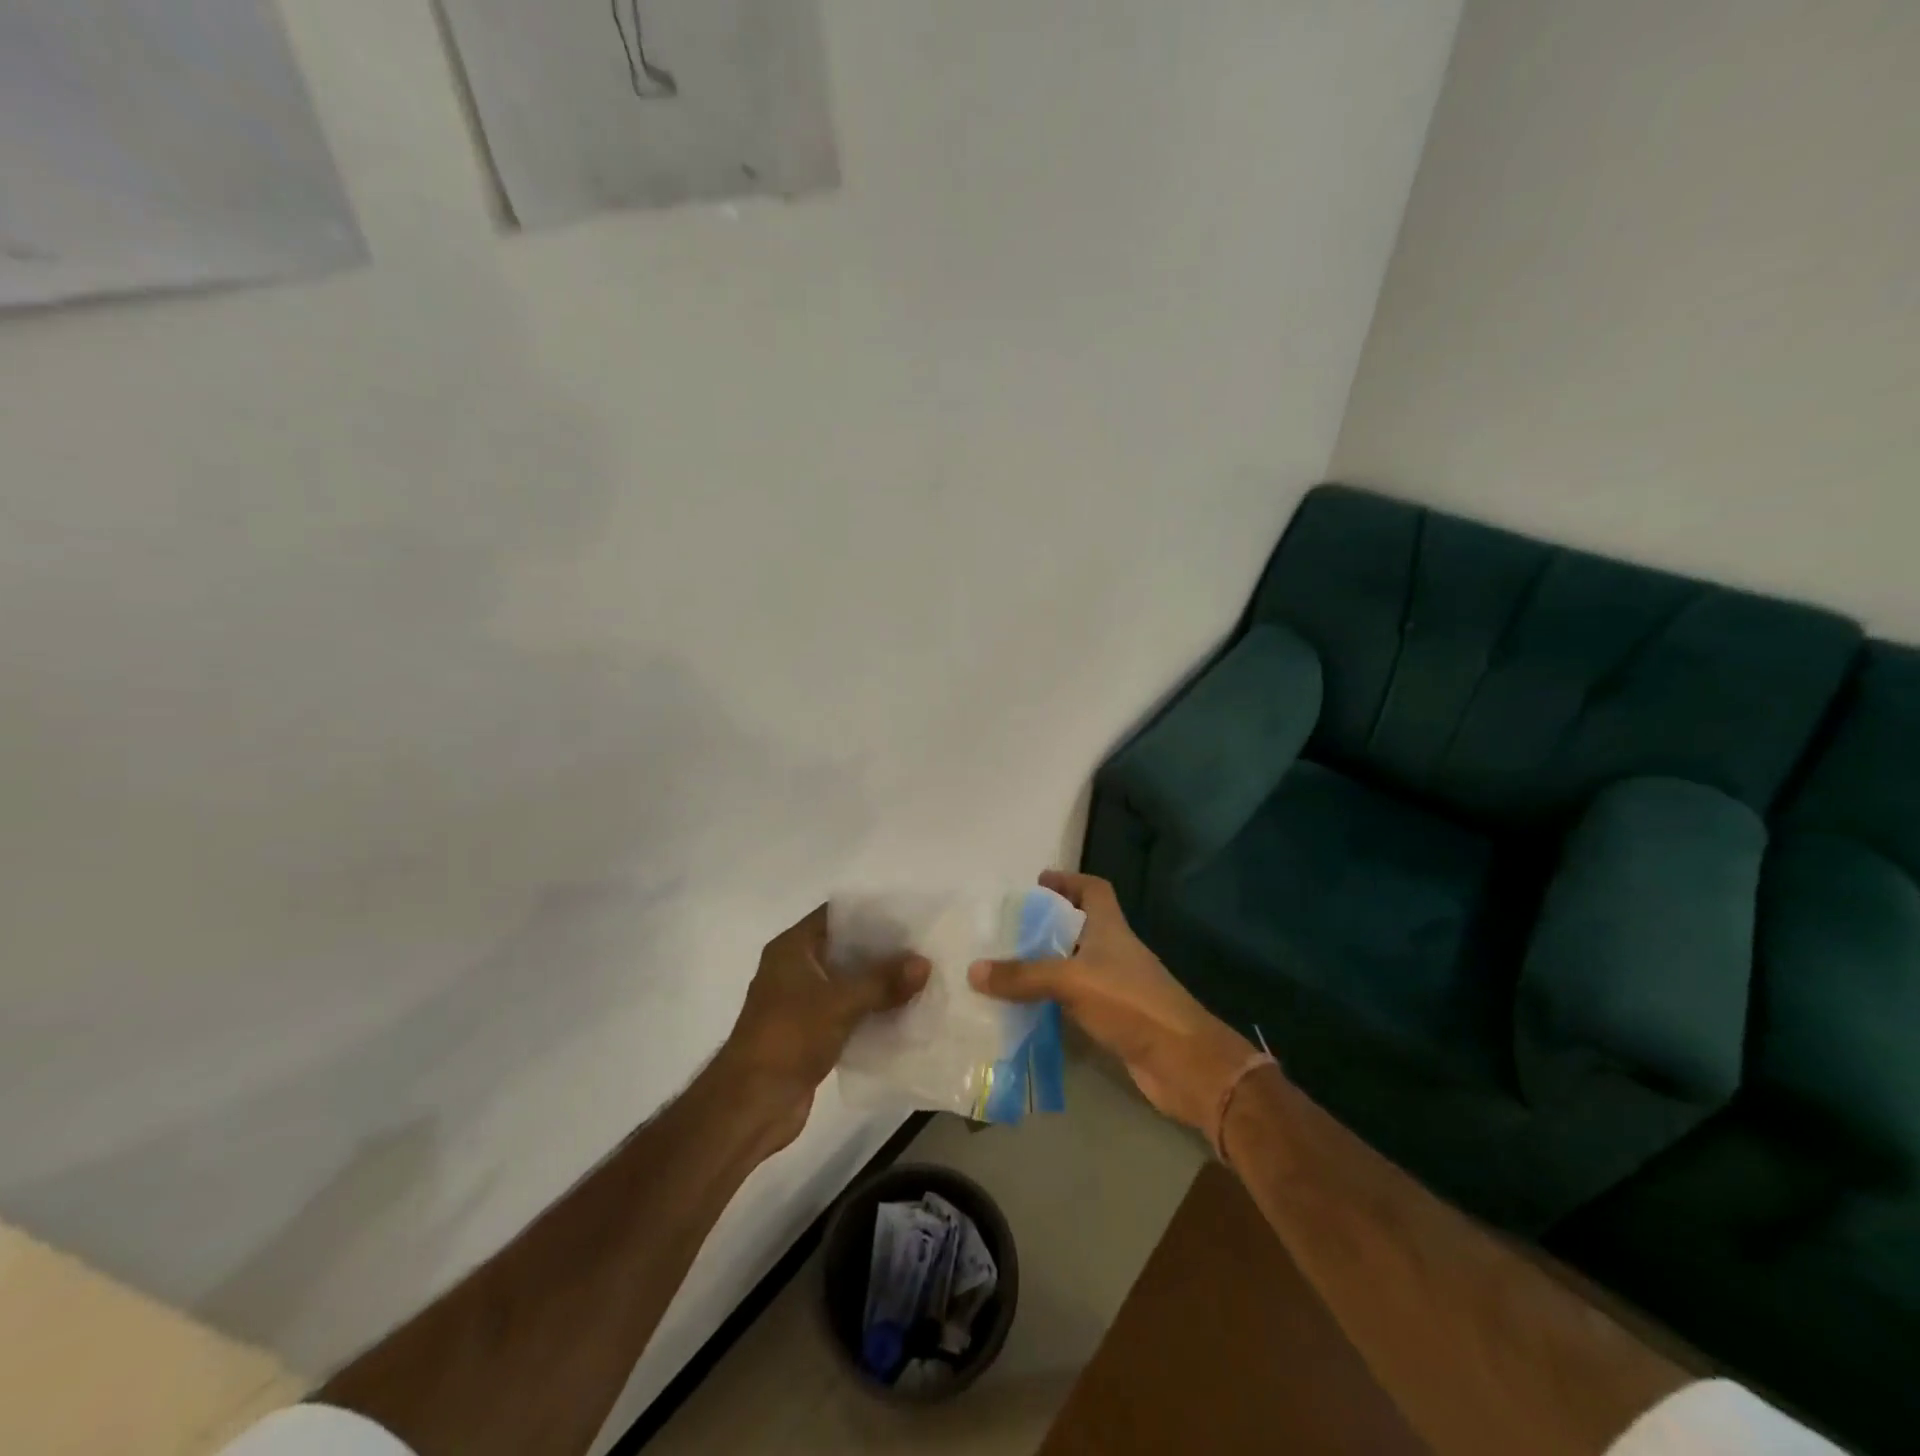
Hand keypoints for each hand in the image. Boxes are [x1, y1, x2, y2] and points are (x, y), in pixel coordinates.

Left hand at [723, 904, 929, 1149]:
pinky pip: (848, 1013)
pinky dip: (872, 1012)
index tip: (909, 915)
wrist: (751, 1105)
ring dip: (880, 984)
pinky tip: (904, 1013)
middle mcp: (795, 969)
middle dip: (883, 951)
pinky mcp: (811, 1034)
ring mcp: (801, 1003)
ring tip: (921, 979)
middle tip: (923, 948)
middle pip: (846, 949)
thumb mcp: (840, 1003)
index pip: (836, 915)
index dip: (871, 913)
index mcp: (792, 949)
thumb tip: (924, 962)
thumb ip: (883, 981)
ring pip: (849, 983)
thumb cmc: (789, 1037)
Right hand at [969, 870, 1255, 1133]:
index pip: (1094, 889)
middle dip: (1047, 925)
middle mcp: (1114, 952)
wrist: (1181, 1062)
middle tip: (1007, 929)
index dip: (1069, 881)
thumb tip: (974, 970)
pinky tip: (1024, 1010)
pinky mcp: (1114, 1020)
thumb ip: (1024, 975)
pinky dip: (1052, 1002)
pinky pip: (1074, 1002)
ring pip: (1075, 966)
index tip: (1038, 883)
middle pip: (1080, 927)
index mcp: (1110, 928)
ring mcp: (1116, 987)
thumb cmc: (1130, 1003)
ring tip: (1006, 968)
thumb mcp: (1072, 981)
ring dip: (1046, 966)